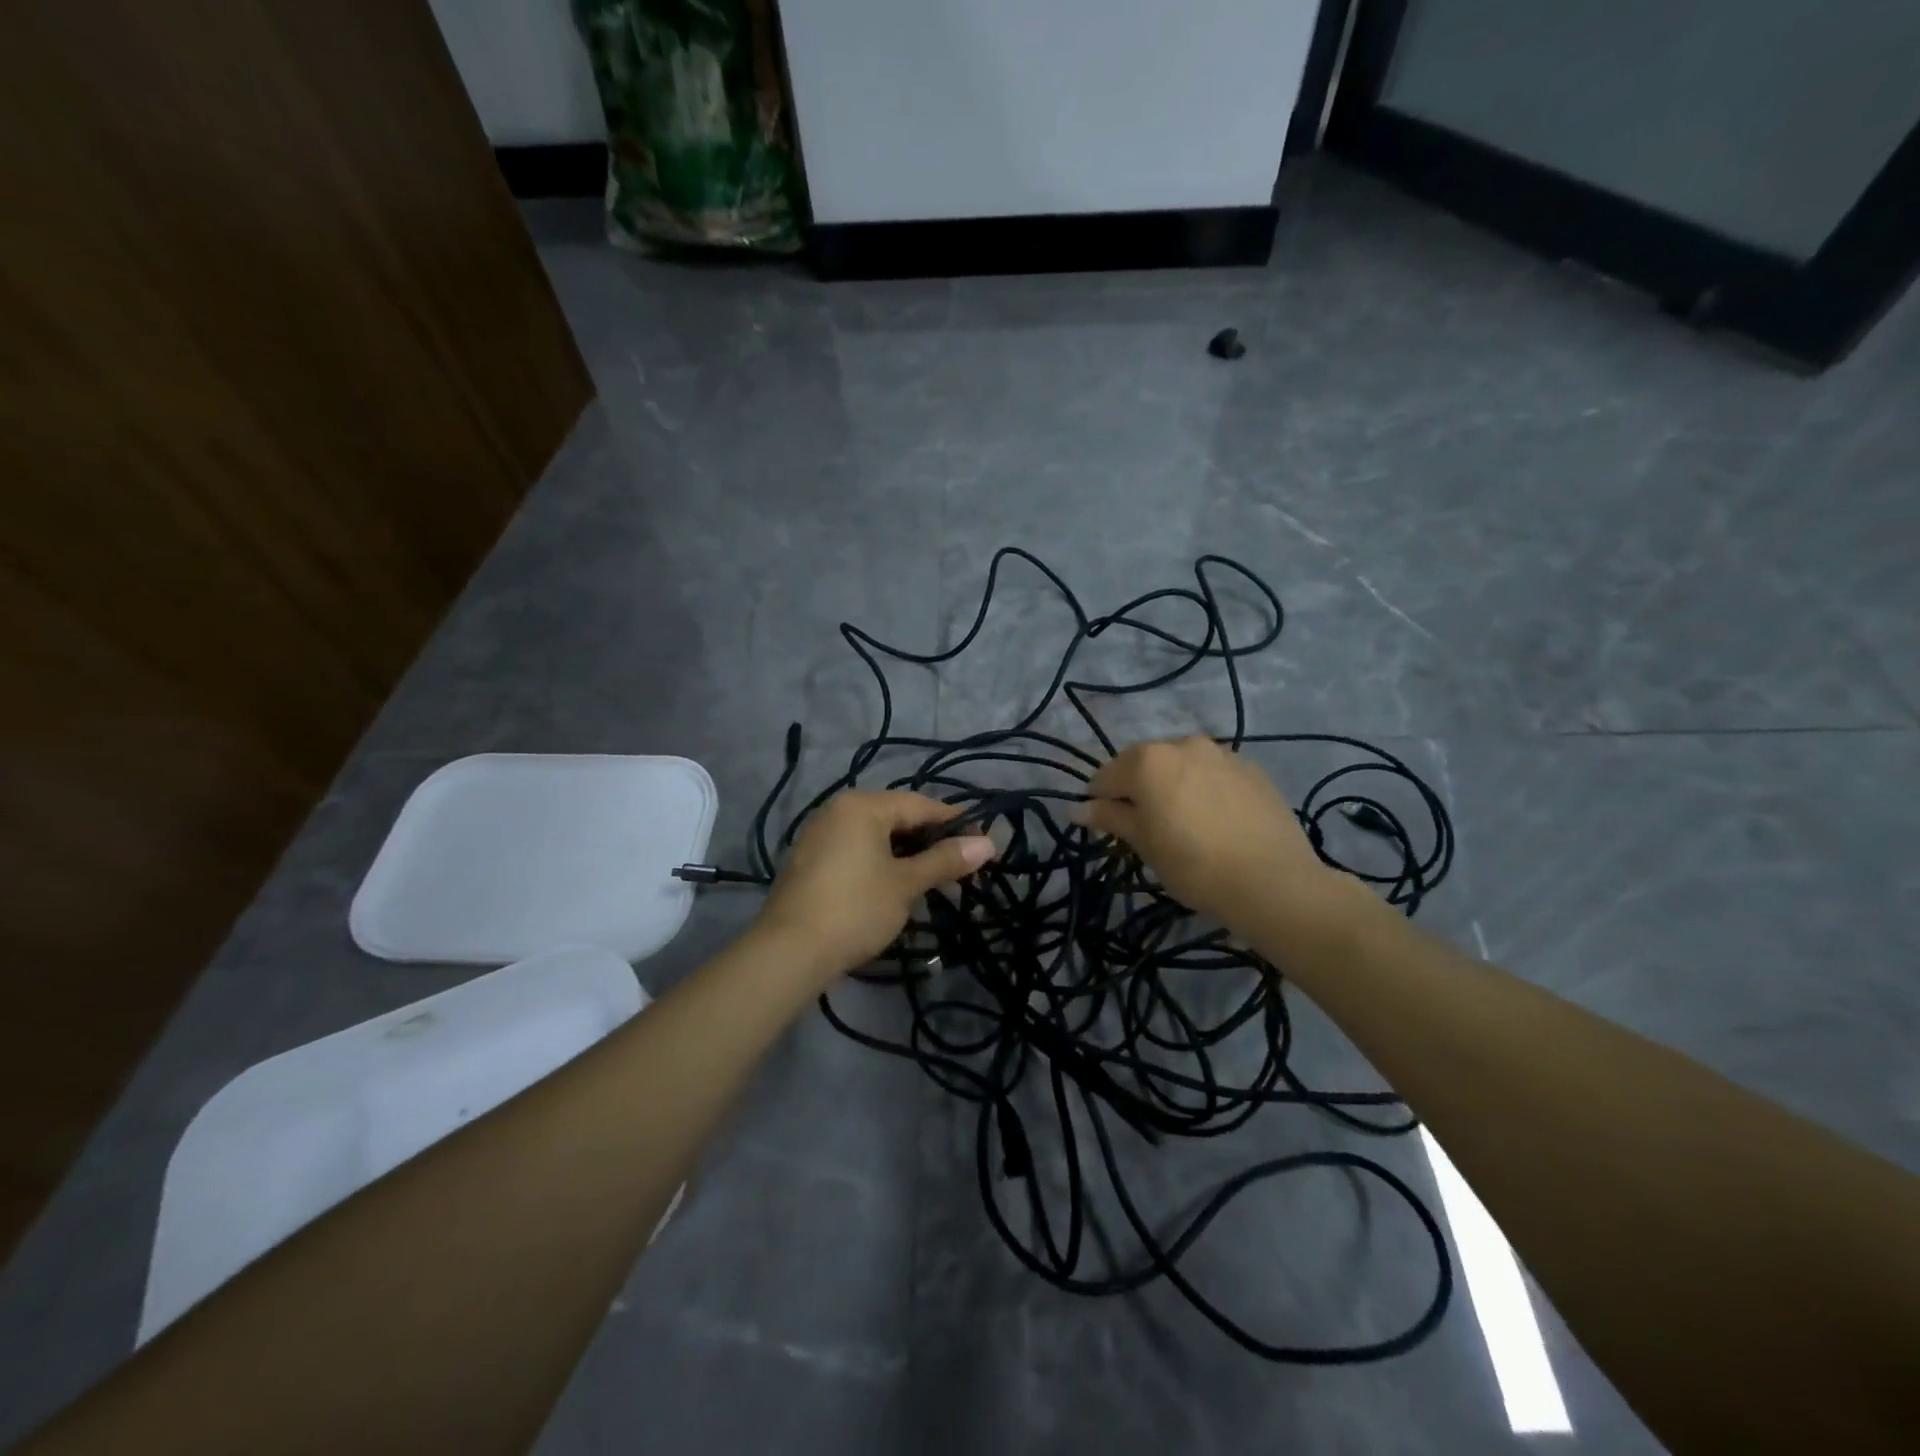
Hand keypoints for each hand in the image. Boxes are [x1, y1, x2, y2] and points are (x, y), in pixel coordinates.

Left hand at [754, 791, 996, 983]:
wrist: (790, 952)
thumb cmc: (855, 909)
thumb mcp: (906, 884)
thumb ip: (945, 860)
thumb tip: (988, 844)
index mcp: (861, 806)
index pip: (919, 804)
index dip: (955, 822)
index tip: (984, 841)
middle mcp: (837, 811)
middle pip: (896, 818)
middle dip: (931, 841)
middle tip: (963, 866)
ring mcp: (820, 836)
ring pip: (876, 837)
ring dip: (908, 855)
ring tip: (936, 879)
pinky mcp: (811, 863)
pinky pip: (857, 852)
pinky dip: (882, 863)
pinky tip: (899, 886)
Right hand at [1082, 736, 1358, 935]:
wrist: (1272, 880)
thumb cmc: (1192, 864)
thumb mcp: (1144, 843)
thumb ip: (1110, 818)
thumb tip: (1076, 808)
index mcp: (1147, 760)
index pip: (1106, 777)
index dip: (1100, 803)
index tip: (1107, 828)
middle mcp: (1182, 744)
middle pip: (1144, 764)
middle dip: (1138, 789)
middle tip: (1146, 827)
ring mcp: (1221, 753)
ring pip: (1182, 766)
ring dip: (1173, 785)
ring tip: (1185, 823)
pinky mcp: (1252, 768)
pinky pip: (1214, 774)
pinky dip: (1205, 789)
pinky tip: (1216, 821)